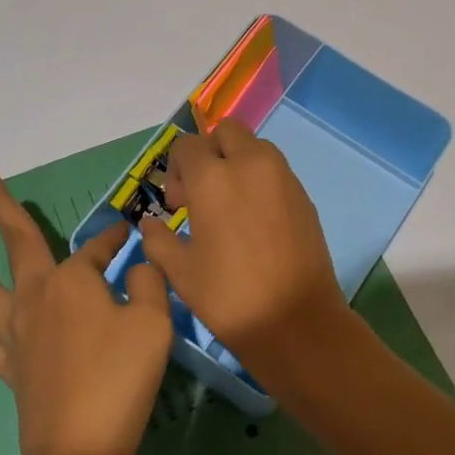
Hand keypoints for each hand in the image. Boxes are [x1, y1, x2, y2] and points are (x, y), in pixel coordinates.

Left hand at [0, 164, 172, 454]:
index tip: (129, 231)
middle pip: (14, 242)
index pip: (97, 247)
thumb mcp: (154, 324)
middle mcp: (35, 296)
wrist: (78, 451)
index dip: (115, 237)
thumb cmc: (121, 379)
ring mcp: (14, 331)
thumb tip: (139, 265)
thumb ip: (150, 283)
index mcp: (71, 280)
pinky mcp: (7, 364)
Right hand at [137, 118, 347, 363]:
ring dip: (237, 162)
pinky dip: (259, 180)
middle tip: (202, 194)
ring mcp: (283, 176)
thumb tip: (150, 224)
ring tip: (229, 207)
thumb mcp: (180, 272)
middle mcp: (250, 164)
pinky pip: (275, 170)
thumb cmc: (229, 296)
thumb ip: (158, 239)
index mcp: (213, 178)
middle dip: (209, 154)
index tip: (177, 206)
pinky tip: (254, 221)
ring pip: (254, 147)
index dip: (176, 170)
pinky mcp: (303, 194)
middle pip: (226, 133)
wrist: (296, 321)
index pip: (187, 146)